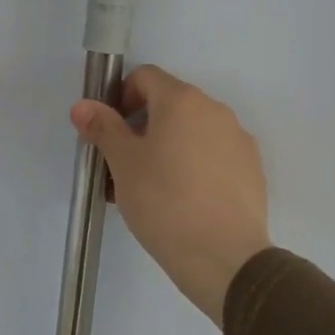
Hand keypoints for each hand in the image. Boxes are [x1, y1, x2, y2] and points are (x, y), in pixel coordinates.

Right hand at [71, 66, 271, 326]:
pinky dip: (194, 166)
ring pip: (192, 132)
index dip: (121, 98)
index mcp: (182, 100)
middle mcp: (216, 110)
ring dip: (167, 148)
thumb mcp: (123, 164)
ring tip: (150, 190)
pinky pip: (214, 156)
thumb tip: (83, 106)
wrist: (224, 258)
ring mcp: (239, 140)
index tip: (110, 132)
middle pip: (170, 104)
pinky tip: (182, 202)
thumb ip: (103, 128)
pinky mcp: (252, 170)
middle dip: (142, 128)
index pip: (145, 77)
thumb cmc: (164, 202)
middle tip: (124, 166)